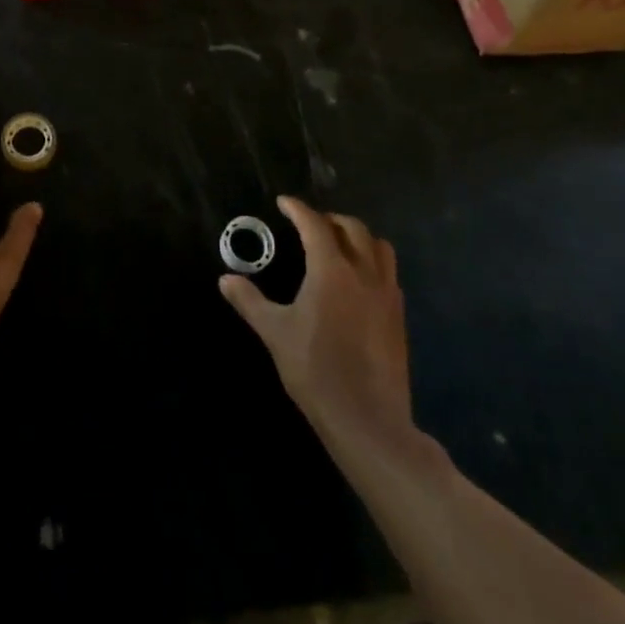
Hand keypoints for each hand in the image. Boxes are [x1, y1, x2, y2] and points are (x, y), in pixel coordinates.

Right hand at [220, 195, 417, 453]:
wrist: (368, 420)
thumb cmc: (316, 370)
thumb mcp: (275, 333)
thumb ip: (249, 301)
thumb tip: (225, 279)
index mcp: (331, 270)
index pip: (314, 225)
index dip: (297, 209)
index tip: (284, 202)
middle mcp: (364, 273)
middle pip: (352, 228)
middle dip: (329, 219)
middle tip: (309, 224)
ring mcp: (387, 295)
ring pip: (379, 247)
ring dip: (358, 237)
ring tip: (338, 245)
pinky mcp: (399, 317)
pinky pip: (389, 273)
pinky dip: (372, 262)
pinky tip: (357, 281)